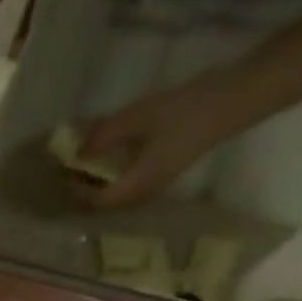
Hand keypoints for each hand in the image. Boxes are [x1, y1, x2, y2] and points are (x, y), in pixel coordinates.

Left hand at [75, 69, 259, 209]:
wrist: (235, 98)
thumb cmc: (185, 110)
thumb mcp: (138, 117)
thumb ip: (104, 135)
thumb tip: (78, 152)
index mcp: (136, 185)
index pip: (96, 202)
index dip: (77, 191)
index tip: (66, 173)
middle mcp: (145, 192)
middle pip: (106, 201)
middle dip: (86, 188)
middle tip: (71, 170)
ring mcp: (158, 182)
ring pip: (119, 192)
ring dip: (100, 180)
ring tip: (86, 162)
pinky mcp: (166, 169)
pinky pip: (132, 179)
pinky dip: (116, 171)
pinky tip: (113, 153)